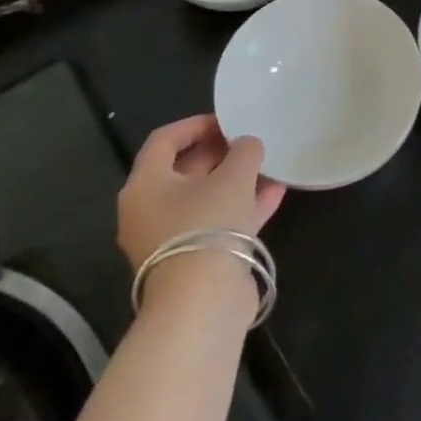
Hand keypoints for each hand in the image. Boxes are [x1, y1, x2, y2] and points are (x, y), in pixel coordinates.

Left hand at [118, 115, 283, 272]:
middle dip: (219, 153)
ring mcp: (171, 238)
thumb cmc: (208, 224)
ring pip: (204, 198)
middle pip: (183, 170)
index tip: (228, 120)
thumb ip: (244, 151)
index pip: (164, 140)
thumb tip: (247, 144)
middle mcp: (149, 210)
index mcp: (145, 185)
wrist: (203, 301)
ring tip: (269, 164)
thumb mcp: (233, 176)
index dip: (196, 124)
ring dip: (236, 180)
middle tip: (250, 140)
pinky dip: (242, 205)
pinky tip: (275, 192)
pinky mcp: (193, 259)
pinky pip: (217, 222)